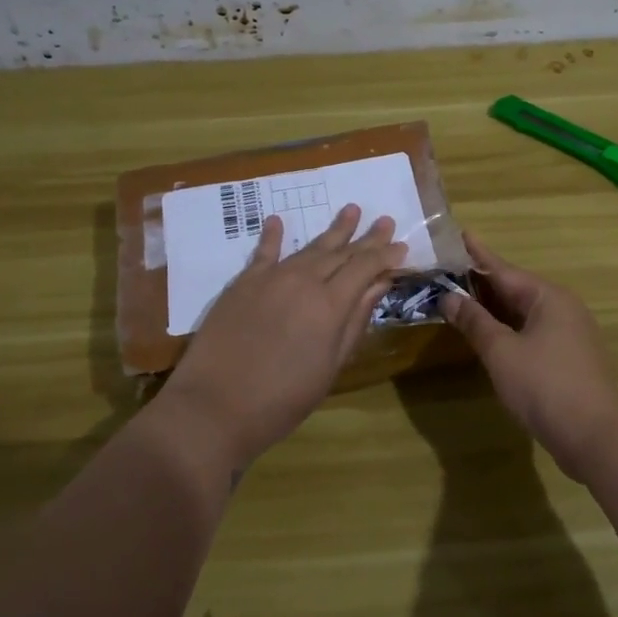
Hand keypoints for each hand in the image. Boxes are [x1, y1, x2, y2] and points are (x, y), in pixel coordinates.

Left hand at [163, 204, 407, 467]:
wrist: (215, 406)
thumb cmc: (283, 399)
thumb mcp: (331, 366)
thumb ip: (355, 321)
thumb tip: (378, 285)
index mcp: (330, 304)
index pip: (365, 267)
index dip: (385, 256)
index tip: (402, 246)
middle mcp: (303, 281)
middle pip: (341, 253)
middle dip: (366, 237)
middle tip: (384, 220)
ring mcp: (270, 278)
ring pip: (309, 248)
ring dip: (332, 230)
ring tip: (350, 210)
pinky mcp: (242, 283)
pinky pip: (263, 252)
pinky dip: (273, 235)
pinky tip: (278, 220)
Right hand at [441, 231, 617, 482]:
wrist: (595, 436)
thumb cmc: (545, 386)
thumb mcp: (501, 351)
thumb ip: (475, 321)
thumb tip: (450, 297)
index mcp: (548, 297)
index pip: (504, 269)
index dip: (477, 254)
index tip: (460, 233)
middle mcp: (562, 308)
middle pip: (515, 289)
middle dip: (482, 282)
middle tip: (449, 268)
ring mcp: (569, 334)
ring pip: (523, 313)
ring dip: (493, 308)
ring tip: (462, 297)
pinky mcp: (568, 359)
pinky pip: (531, 332)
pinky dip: (507, 329)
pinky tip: (488, 335)